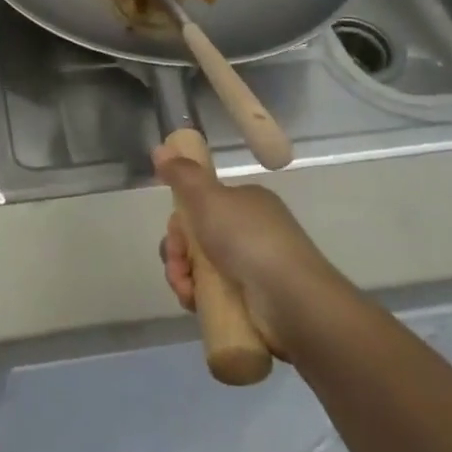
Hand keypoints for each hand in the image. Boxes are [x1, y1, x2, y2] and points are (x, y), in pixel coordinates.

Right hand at [155, 146, 334, 354]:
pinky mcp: (252, 302)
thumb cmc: (248, 239)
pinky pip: (213, 294)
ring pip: (201, 268)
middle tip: (177, 263)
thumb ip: (183, 175)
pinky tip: (193, 302)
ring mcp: (253, 268)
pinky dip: (198, 297)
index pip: (203, 205)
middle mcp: (251, 232)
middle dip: (177, 251)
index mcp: (246, 203)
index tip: (174, 232)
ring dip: (182, 276)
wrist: (291, 299)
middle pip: (198, 238)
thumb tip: (160, 149)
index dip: (181, 219)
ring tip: (185, 288)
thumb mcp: (208, 197)